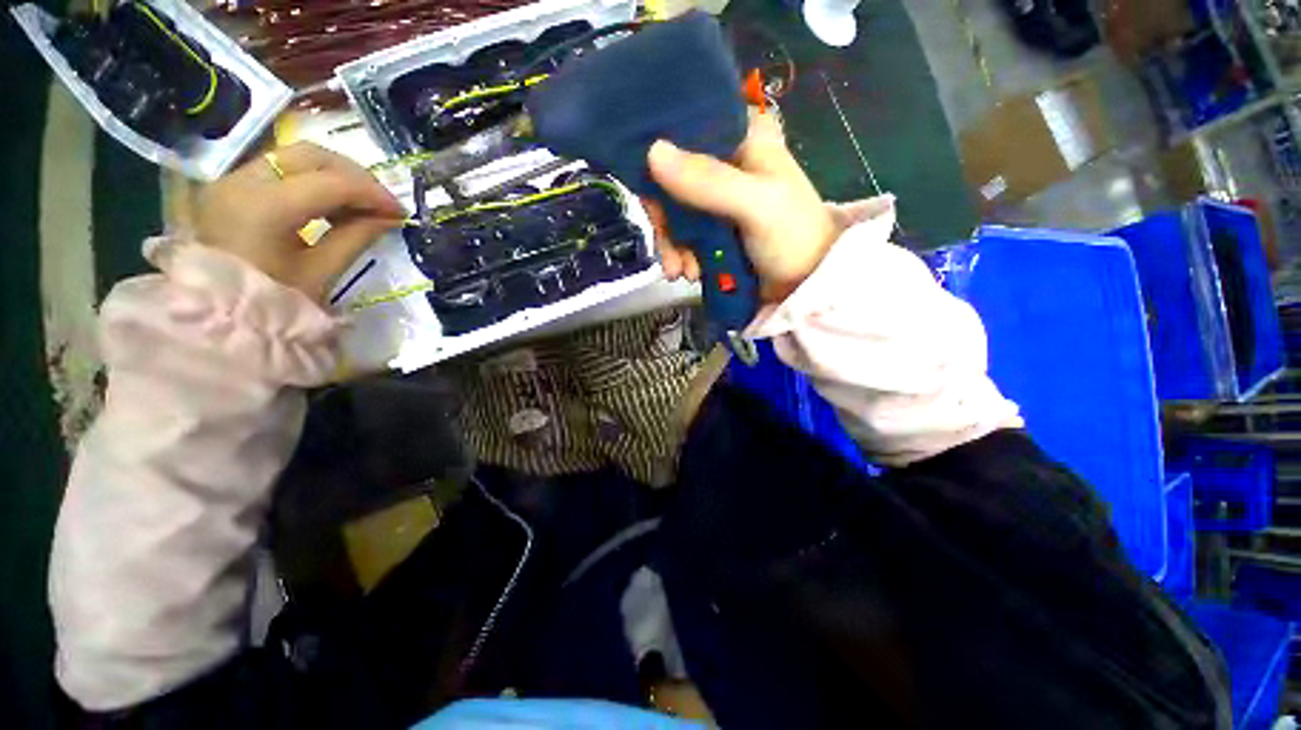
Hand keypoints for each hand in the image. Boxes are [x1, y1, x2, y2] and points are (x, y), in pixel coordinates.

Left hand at [195, 142, 404, 301]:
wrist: (219, 318)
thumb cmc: (273, 302)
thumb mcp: (321, 273)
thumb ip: (357, 237)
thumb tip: (389, 217)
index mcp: (266, 207)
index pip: (333, 182)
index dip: (374, 193)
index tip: (401, 211)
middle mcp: (244, 180)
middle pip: (311, 155)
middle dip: (355, 175)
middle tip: (382, 201)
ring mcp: (232, 180)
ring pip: (294, 156)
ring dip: (335, 174)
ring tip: (362, 202)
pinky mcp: (231, 186)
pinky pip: (280, 168)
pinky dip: (313, 179)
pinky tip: (333, 202)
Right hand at [646, 112, 835, 300]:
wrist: (807, 284)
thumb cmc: (792, 236)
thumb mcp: (755, 204)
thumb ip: (708, 181)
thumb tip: (652, 153)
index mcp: (742, 137)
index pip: (687, 129)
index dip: (660, 155)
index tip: (649, 191)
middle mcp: (726, 163)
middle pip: (673, 177)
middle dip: (667, 220)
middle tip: (668, 250)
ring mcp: (718, 200)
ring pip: (675, 211)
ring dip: (672, 245)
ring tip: (681, 271)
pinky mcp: (714, 229)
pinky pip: (683, 235)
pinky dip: (680, 255)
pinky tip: (688, 273)